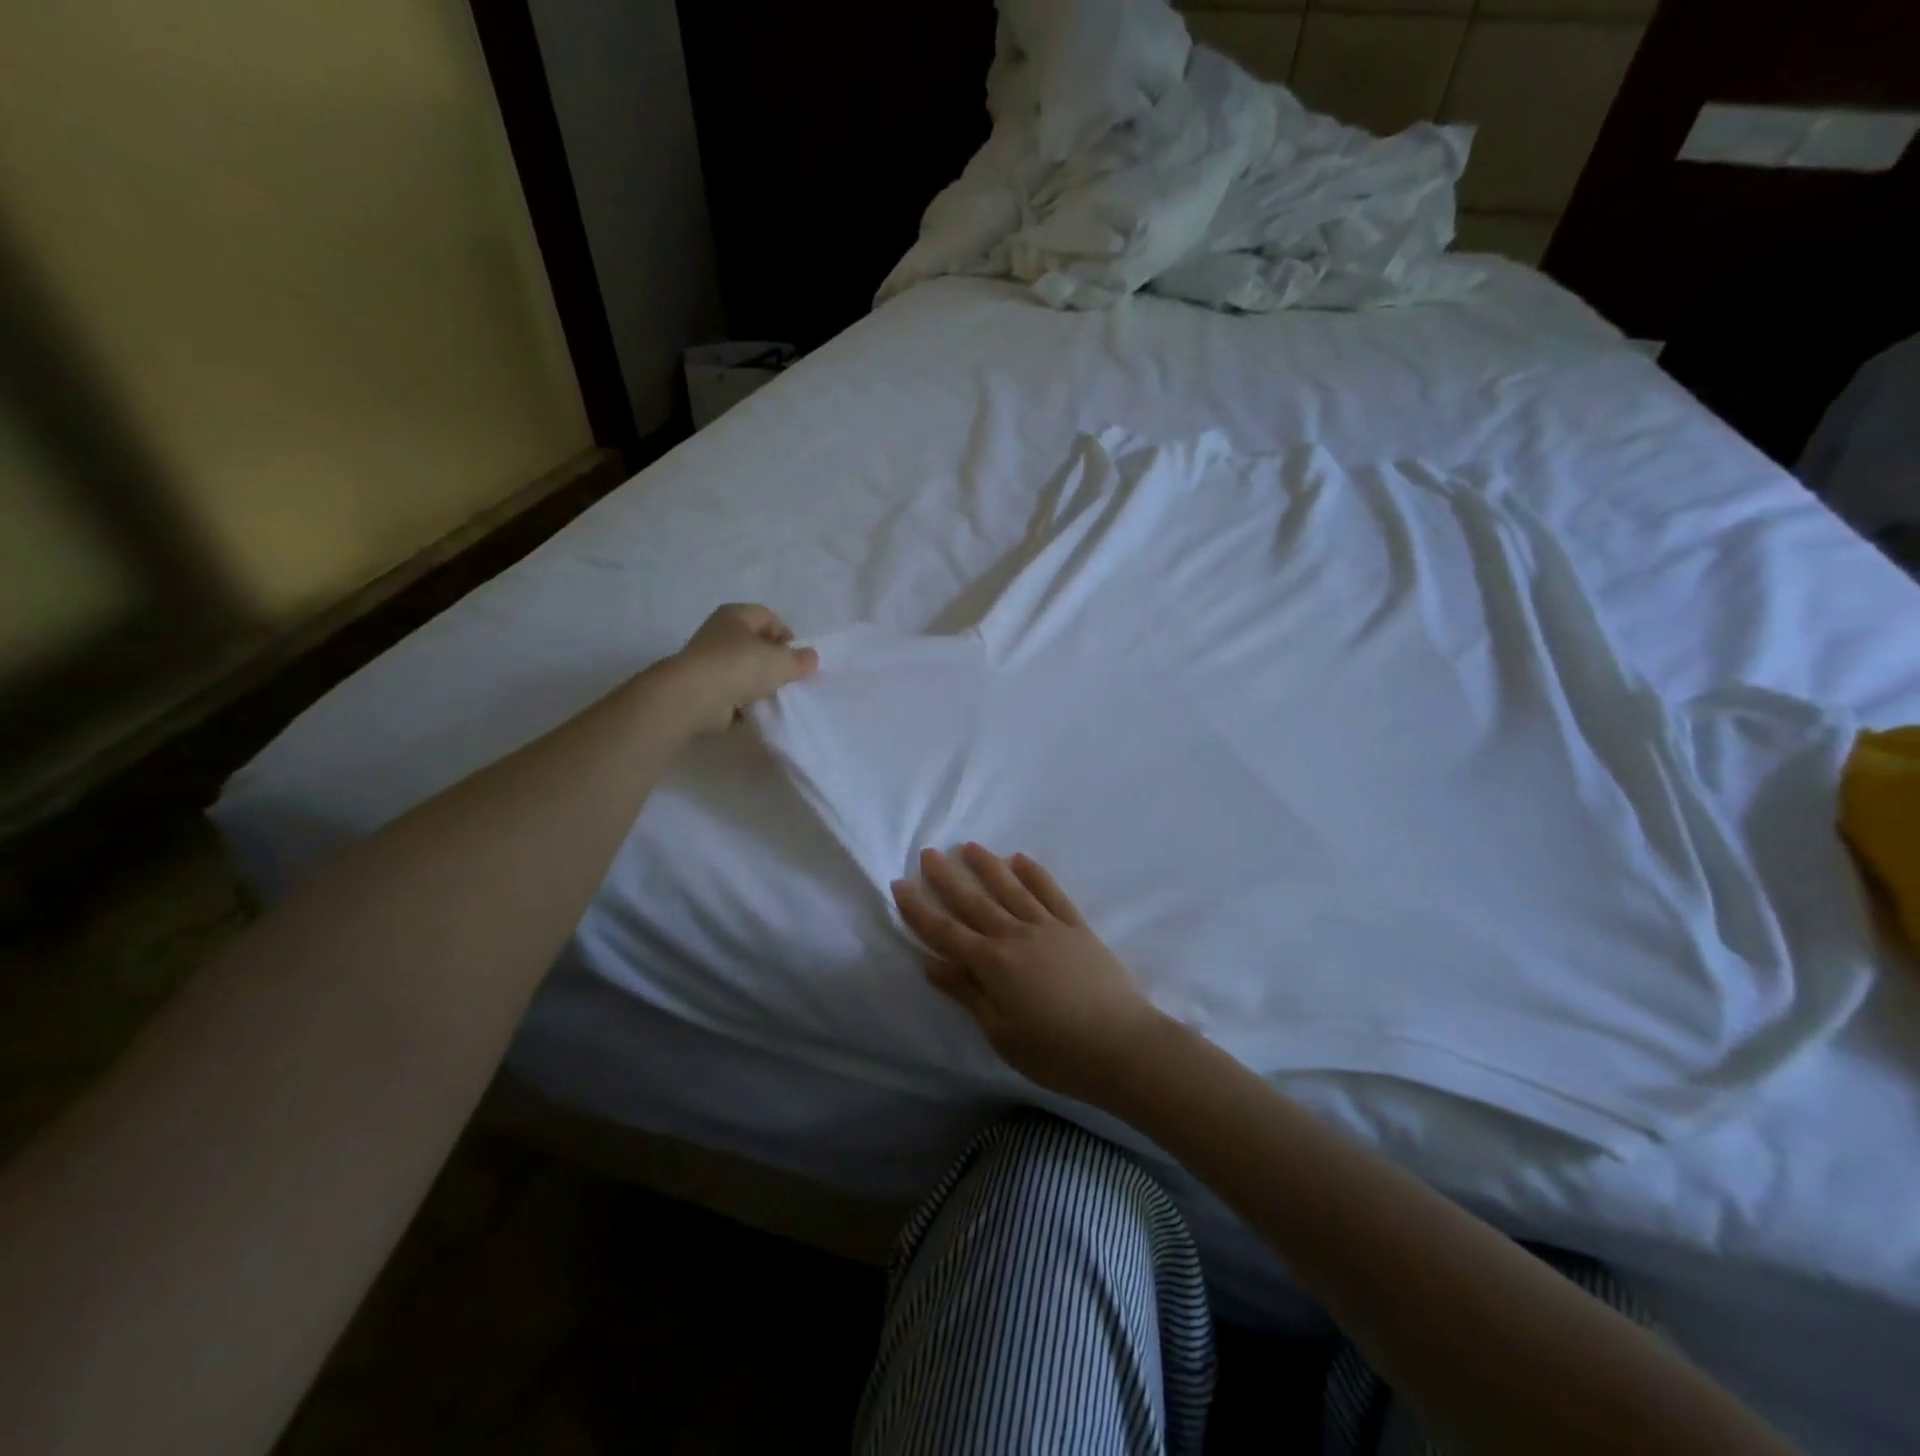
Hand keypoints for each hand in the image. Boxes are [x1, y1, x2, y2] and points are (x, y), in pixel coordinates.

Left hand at [667, 603, 817, 733]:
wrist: (695, 696)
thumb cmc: (740, 666)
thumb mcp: (781, 661)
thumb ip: (800, 659)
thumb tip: (809, 658)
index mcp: (736, 615)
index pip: (768, 617)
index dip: (785, 635)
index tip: (795, 657)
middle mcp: (719, 633)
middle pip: (755, 644)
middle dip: (773, 661)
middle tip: (787, 678)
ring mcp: (708, 661)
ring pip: (744, 669)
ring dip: (759, 683)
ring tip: (772, 696)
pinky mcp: (702, 687)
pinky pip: (731, 692)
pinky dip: (743, 701)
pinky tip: (754, 710)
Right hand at [892, 844, 1170, 1106]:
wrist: (1121, 1045)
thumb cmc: (1055, 1051)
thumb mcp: (1001, 1032)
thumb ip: (967, 993)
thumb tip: (931, 964)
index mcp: (993, 964)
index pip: (945, 932)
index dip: (919, 909)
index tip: (899, 885)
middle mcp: (1016, 935)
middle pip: (974, 902)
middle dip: (948, 878)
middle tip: (929, 853)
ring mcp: (1048, 927)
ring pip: (1011, 889)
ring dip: (988, 866)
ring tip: (970, 847)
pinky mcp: (1076, 927)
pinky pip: (1051, 893)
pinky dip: (1035, 874)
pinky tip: (1021, 859)